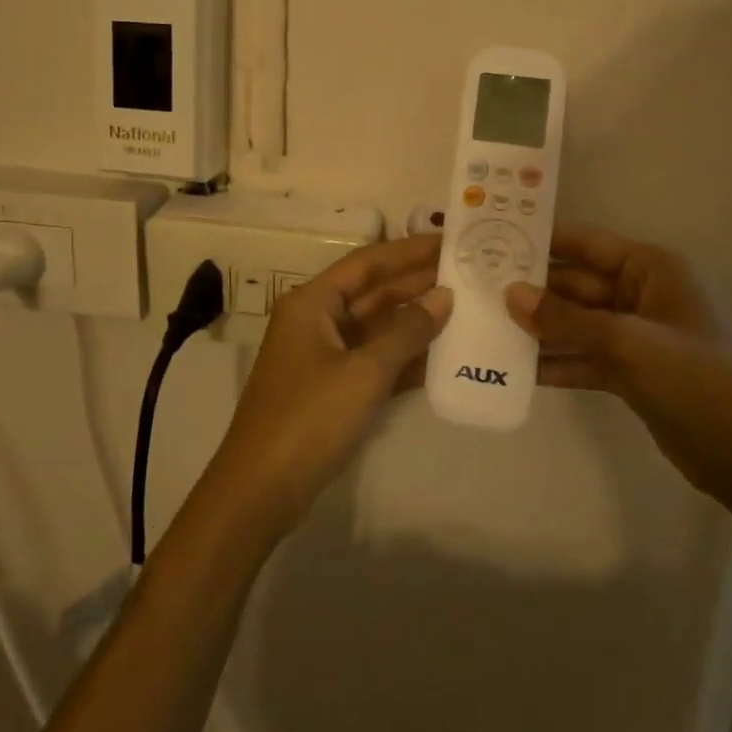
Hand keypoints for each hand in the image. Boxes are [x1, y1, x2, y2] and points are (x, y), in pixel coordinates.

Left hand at [202, 234, 451, 543]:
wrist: (261, 489)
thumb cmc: (309, 418)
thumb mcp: (363, 372)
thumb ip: (406, 332)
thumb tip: (443, 297)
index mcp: (313, 303)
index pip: (367, 263)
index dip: (409, 250)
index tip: (450, 241)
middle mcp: (317, 320)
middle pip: (373, 293)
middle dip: (417, 284)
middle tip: (470, 274)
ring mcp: (324, 356)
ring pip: (377, 328)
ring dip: (416, 320)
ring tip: (467, 308)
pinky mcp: (333, 388)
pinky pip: (374, 361)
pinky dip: (405, 357)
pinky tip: (445, 354)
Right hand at [505, 222, 731, 502]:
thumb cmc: (696, 380)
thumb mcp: (628, 343)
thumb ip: (566, 319)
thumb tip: (510, 293)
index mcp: (650, 269)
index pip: (586, 243)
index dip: (542, 239)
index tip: (494, 235)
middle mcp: (639, 293)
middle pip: (574, 283)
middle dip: (531, 288)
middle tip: (475, 287)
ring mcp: (633, 334)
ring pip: (574, 321)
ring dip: (537, 326)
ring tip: (484, 325)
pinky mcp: (628, 370)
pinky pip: (581, 355)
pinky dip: (554, 361)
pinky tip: (512, 368)